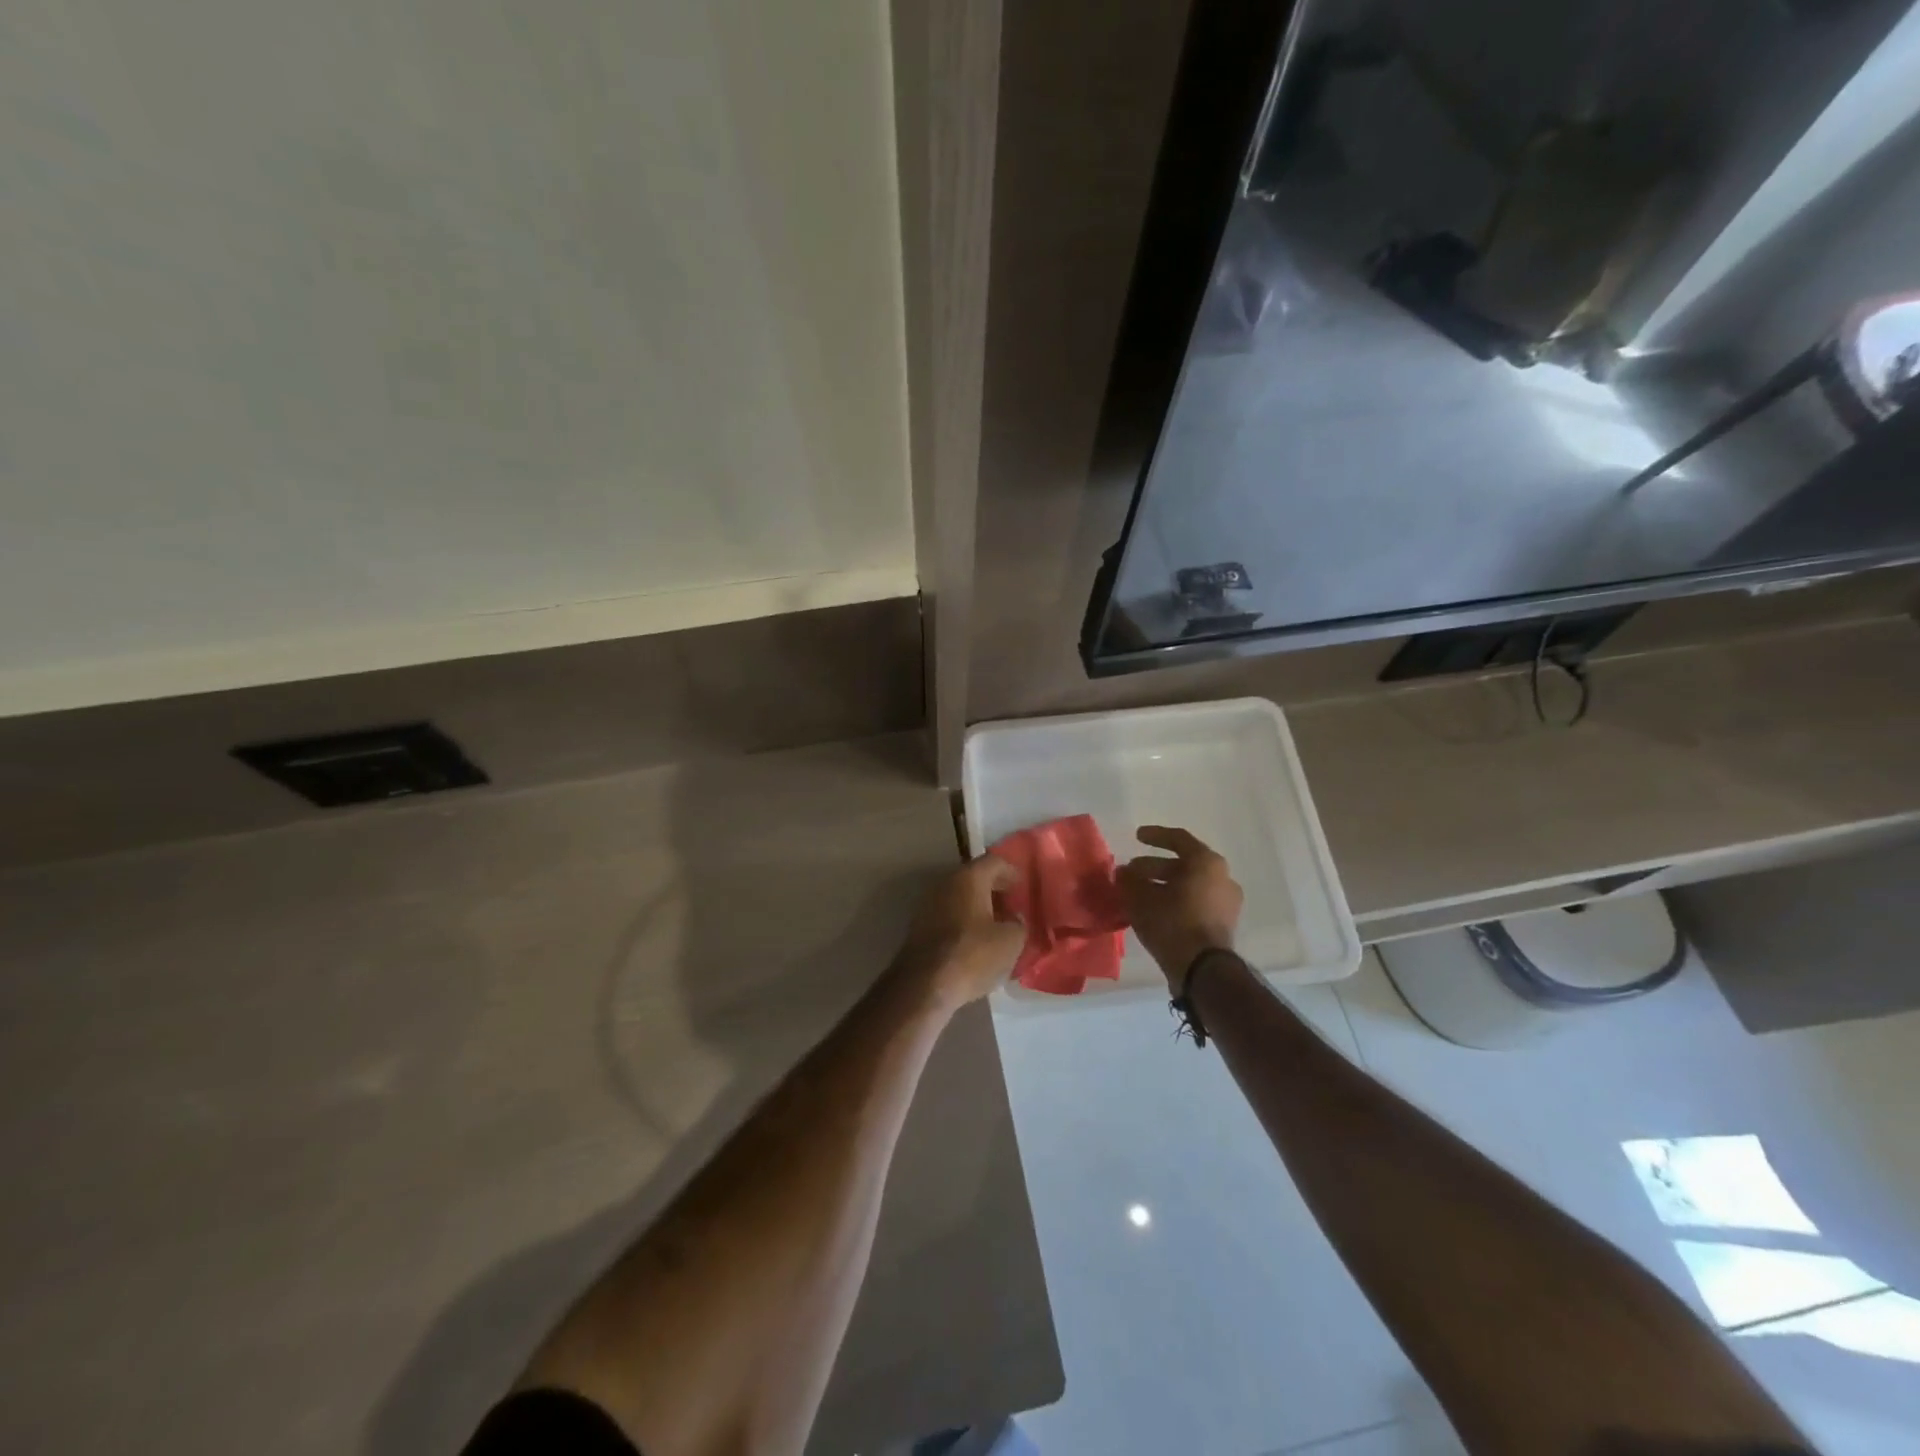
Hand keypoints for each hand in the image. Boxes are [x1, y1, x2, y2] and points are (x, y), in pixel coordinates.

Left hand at [894, 854, 1025, 1010]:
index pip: (994, 861)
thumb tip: (1014, 919)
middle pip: (974, 878)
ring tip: (996, 926)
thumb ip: (1018, 924)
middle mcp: (945, 883)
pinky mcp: (919, 927)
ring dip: (978, 907)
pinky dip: (963, 921)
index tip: (1022, 886)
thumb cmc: (972, 955)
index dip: (1011, 871)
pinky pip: (948, 915)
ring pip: (959, 897)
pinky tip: (975, 941)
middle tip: (1012, 906)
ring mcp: (928, 904)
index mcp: (968, 878)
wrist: (924, 985)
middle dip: (994, 890)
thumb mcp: (1010, 941)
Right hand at [1117, 826, 1243, 989]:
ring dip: (1163, 886)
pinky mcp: (1222, 925)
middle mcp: (1222, 878)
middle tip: (1130, 873)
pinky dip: (1174, 902)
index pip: (1179, 839)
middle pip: (1183, 865)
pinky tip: (1152, 912)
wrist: (1203, 970)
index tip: (1136, 837)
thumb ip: (1129, 880)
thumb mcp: (1141, 898)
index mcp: (1206, 863)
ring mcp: (1226, 903)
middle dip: (1153, 868)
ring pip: (1189, 886)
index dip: (1155, 836)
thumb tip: (1123, 872)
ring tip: (1137, 894)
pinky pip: (1194, 904)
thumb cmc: (1172, 923)